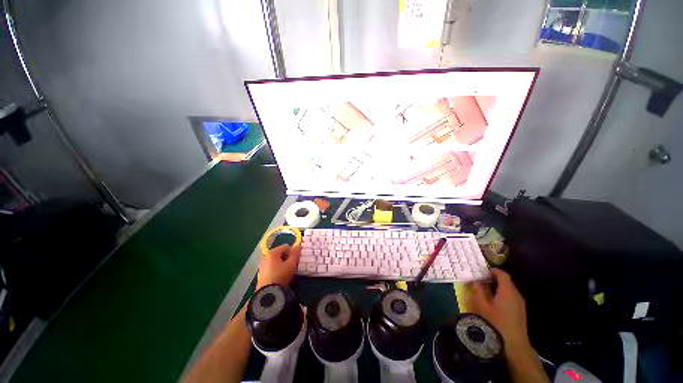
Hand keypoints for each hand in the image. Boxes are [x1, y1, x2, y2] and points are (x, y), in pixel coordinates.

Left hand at [256, 244, 300, 289]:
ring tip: (287, 272)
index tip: (296, 260)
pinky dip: (276, 270)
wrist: (268, 294)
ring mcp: (262, 266)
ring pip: (275, 261)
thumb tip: (298, 245)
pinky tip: (280, 277)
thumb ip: (295, 254)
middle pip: (280, 253)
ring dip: (282, 264)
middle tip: (292, 266)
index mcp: (272, 252)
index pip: (286, 247)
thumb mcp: (291, 264)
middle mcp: (265, 257)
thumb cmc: (281, 276)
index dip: (293, 252)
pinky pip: (271, 268)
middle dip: (287, 258)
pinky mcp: (260, 275)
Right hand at [470, 269, 529, 351]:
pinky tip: (496, 301)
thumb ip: (478, 291)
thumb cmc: (496, 323)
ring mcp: (520, 303)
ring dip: (499, 286)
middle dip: (495, 278)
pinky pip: (512, 296)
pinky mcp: (521, 310)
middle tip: (482, 280)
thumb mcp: (482, 306)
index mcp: (507, 291)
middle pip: (507, 281)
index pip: (503, 274)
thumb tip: (475, 281)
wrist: (514, 344)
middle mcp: (516, 294)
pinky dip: (503, 293)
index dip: (494, 271)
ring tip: (487, 290)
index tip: (483, 271)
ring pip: (510, 289)